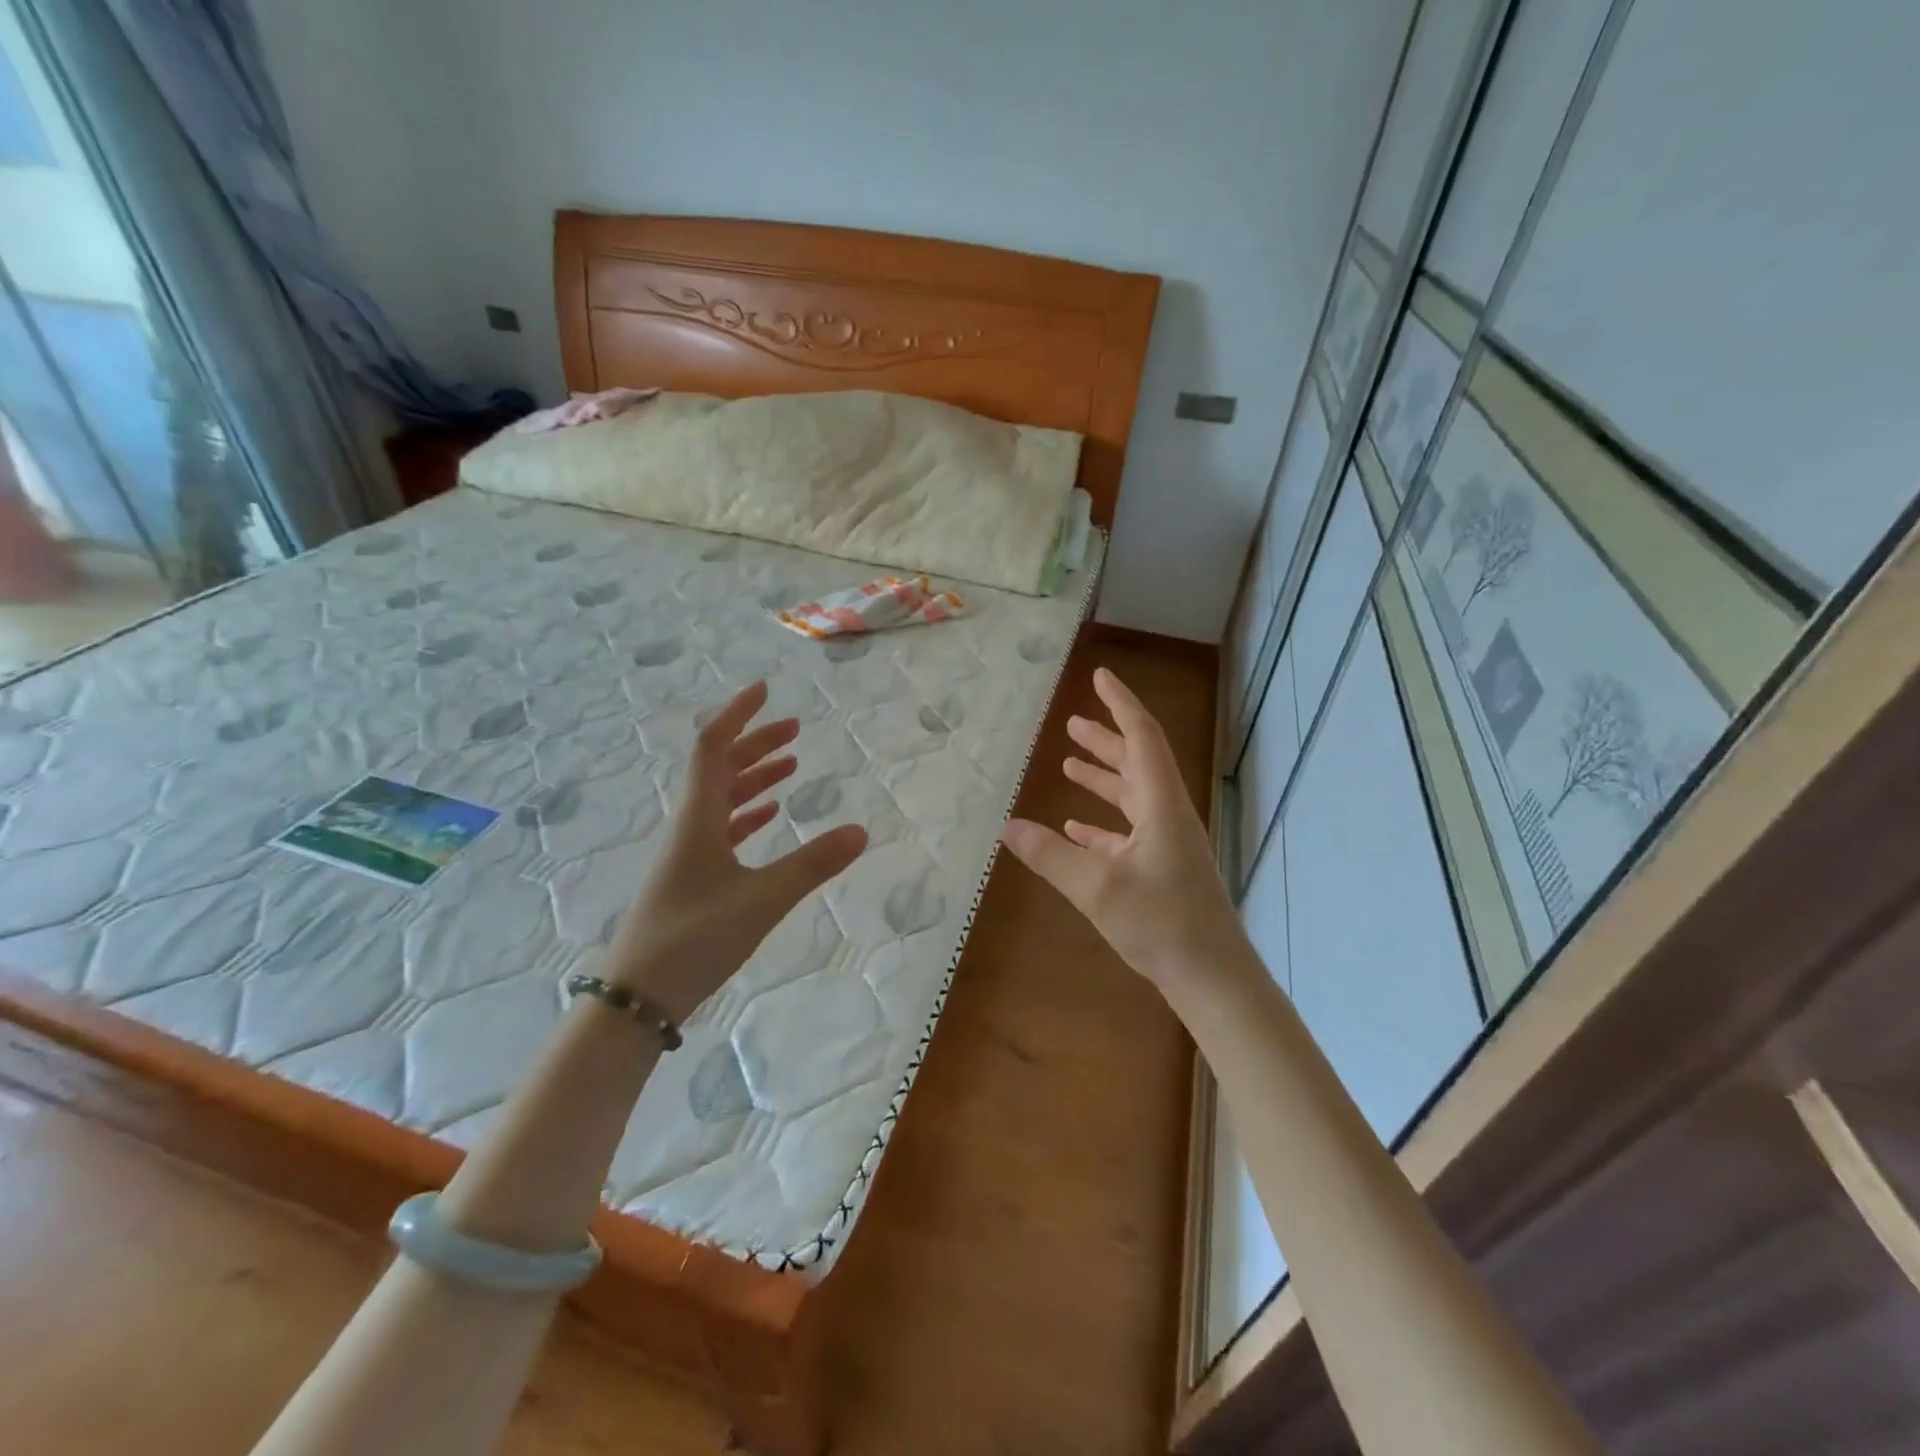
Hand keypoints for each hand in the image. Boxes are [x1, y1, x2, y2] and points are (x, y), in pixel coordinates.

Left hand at [606, 681, 866, 1020]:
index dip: (738, 714)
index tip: (764, 690)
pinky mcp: (692, 877)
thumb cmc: (694, 939)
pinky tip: (767, 813)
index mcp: (698, 818)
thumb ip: (812, 865)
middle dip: (755, 742)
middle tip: (794, 727)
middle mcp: (690, 825)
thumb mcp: (761, 900)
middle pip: (720, 768)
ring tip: (790, 762)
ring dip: (754, 775)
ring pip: (722, 797)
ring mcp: (689, 852)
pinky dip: (747, 812)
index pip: (713, 747)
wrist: (637, 997)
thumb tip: (861, 832)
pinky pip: (722, 827)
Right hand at [1001, 667, 1248, 999]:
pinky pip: (1128, 834)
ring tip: (1070, 764)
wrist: (1212, 978)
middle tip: (1074, 721)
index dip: (1121, 704)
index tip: (1101, 677)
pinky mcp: (1162, 871)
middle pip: (1137, 763)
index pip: (1142, 738)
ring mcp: (1167, 845)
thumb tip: (1005, 826)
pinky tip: (1075, 829)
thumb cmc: (1162, 924)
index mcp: (1161, 805)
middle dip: (1106, 739)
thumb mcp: (1097, 888)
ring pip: (1132, 798)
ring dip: (1103, 778)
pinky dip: (1101, 824)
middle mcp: (1167, 816)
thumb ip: (1050, 856)